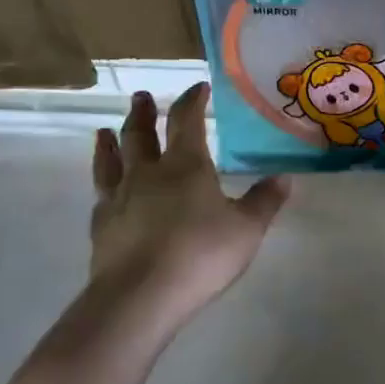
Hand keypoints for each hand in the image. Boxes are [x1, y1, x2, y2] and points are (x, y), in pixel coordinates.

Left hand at [90, 84, 288, 324]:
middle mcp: (148, 173)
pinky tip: (104, 188)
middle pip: (141, 134)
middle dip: (144, 113)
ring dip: (111, 141)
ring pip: (112, 160)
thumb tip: (284, 177)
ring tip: (105, 129)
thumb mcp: (247, 229)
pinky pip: (100, 193)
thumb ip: (264, 201)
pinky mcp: (101, 226)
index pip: (188, 121)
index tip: (198, 87)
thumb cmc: (200, 254)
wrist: (140, 296)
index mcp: (186, 166)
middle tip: (142, 97)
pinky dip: (103, 181)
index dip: (193, 100)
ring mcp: (118, 198)